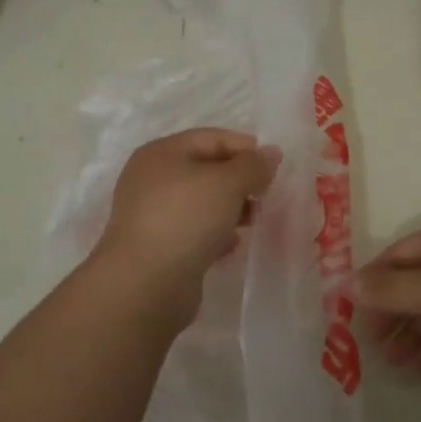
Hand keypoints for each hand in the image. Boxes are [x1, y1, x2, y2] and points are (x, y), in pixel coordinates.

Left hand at [95, 129, 281, 287]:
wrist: (146, 283)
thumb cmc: (186, 218)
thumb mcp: (227, 182)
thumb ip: (253, 165)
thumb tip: (271, 153)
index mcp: (162, 153)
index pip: (212, 138)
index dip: (246, 148)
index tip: (275, 167)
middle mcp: (152, 179)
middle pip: (206, 170)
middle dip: (240, 181)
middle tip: (266, 195)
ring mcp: (153, 214)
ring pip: (202, 203)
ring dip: (231, 209)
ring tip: (255, 221)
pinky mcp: (159, 246)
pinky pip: (195, 231)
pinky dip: (216, 234)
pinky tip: (232, 245)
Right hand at [353, 221, 420, 378]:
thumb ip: (390, 290)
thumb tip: (345, 284)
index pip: (399, 256)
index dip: (372, 279)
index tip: (348, 308)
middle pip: (415, 287)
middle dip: (390, 314)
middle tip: (367, 344)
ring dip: (411, 339)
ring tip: (390, 365)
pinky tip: (417, 374)